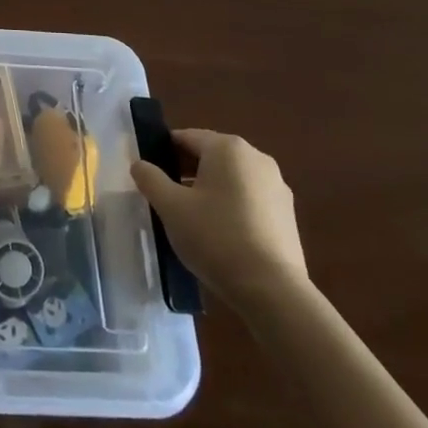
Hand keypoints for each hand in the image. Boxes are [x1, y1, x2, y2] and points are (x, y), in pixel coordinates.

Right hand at [132, 130, 306, 305]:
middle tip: (164, 197)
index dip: (162, 152)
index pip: (186, 137)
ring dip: (208, 189)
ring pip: (231, 178)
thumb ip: (150, 178)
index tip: (148, 174)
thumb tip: (140, 164)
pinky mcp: (287, 214)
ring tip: (190, 218)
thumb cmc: (215, 237)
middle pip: (210, 155)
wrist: (272, 290)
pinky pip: (249, 198)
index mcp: (228, 148)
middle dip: (185, 171)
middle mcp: (256, 158)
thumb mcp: (170, 207)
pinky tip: (218, 233)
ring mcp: (276, 186)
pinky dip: (230, 206)